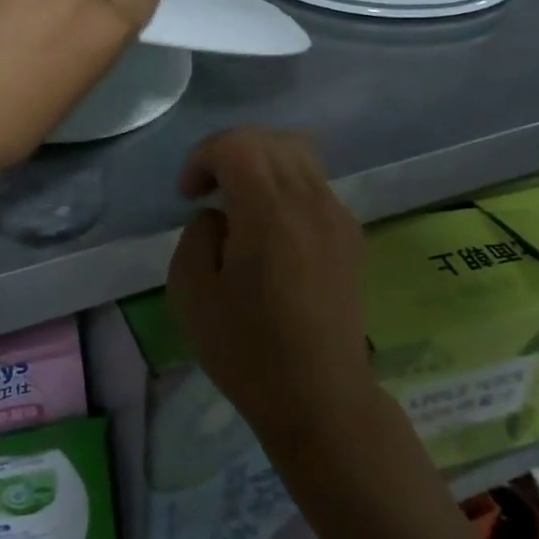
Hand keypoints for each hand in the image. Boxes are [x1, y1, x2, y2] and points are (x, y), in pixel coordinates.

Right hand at [166, 129, 370, 447]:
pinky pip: (315, 185)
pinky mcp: (351, 236)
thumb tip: (218, 217)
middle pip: (269, 139)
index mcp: (269, 212)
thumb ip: (196, 235)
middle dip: (229, 152)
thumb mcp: (191, 293)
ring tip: (239, 203)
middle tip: (207, 191)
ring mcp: (337, 216)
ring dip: (260, 163)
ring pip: (298, 154)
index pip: (236, 144)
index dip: (202, 157)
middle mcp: (310, 201)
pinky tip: (271, 229)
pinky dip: (285, 185)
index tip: (188, 195)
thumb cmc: (247, 350)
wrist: (320, 398)